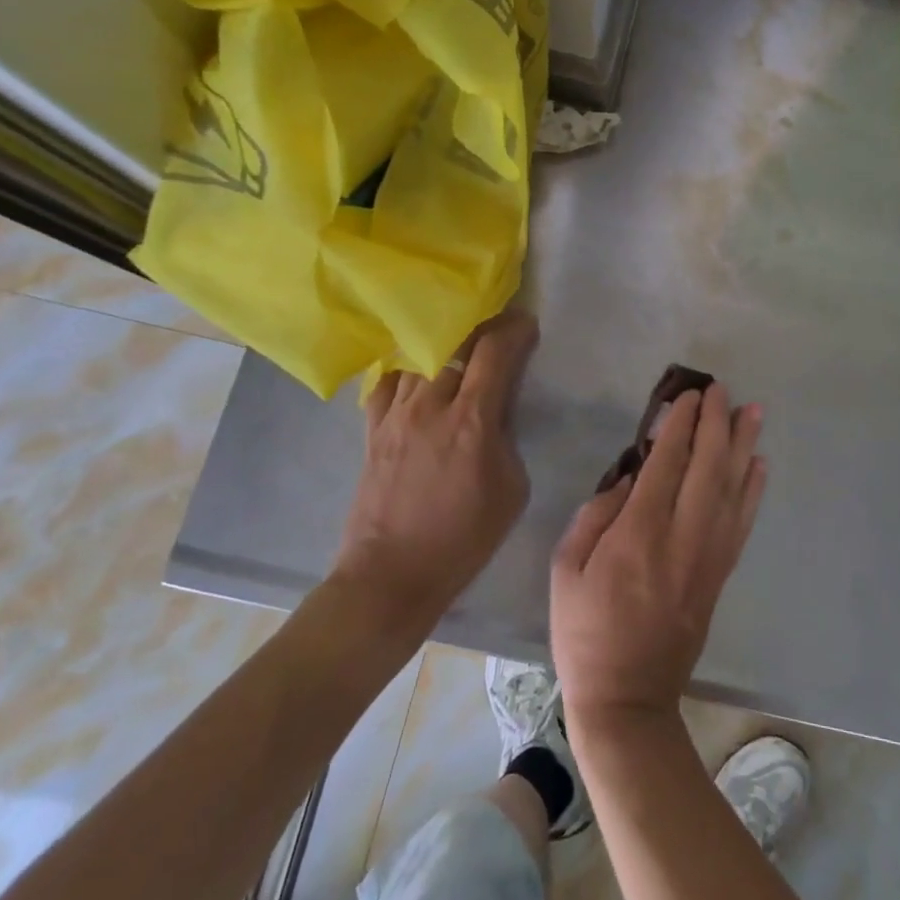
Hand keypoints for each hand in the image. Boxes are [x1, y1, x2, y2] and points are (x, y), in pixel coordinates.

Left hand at [335, 310, 538, 624]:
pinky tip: (417, 371)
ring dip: (444, 342)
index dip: (514, 329)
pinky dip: (407, 368)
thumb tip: (497, 412)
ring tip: (458, 342)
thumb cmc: (463, 538)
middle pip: (455, 342)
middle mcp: (430, 405)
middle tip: (498, 326)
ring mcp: (396, 414)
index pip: (494, 351)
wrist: (391, 575)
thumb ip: (506, 437)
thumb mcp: (511, 488)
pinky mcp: (373, 428)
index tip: (527, 324)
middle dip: (482, 326)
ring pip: (419, 354)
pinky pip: (388, 380)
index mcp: (471, 420)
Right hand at [551, 383, 766, 733]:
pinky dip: (753, 490)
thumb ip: (595, 515)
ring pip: (731, 489)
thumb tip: (630, 479)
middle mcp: (681, 537)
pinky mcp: (720, 574)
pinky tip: (759, 465)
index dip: (681, 425)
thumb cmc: (584, 631)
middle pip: (707, 468)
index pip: (666, 463)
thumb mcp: (565, 569)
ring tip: (754, 412)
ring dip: (744, 446)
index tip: (689, 396)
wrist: (627, 697)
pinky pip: (742, 522)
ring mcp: (707, 556)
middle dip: (716, 423)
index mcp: (638, 533)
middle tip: (722, 390)